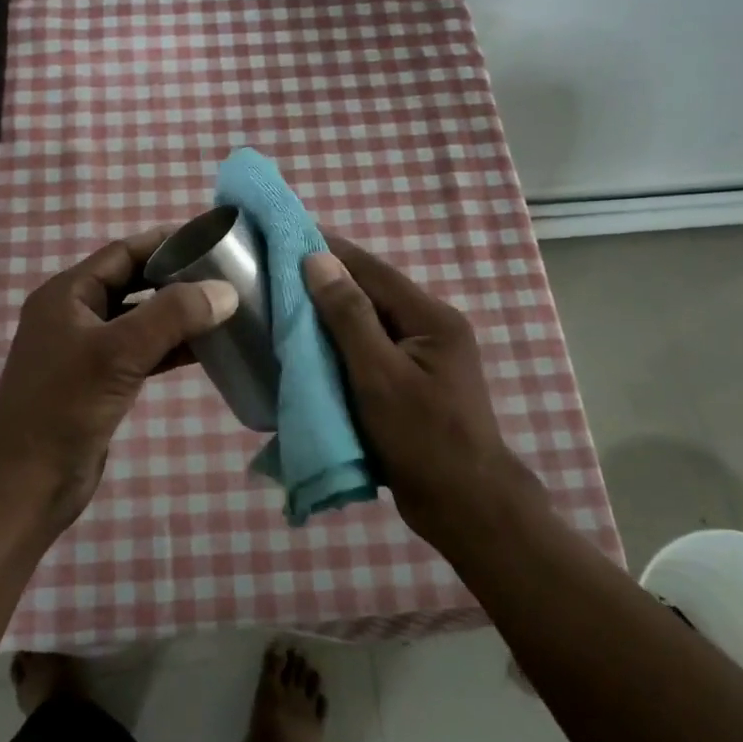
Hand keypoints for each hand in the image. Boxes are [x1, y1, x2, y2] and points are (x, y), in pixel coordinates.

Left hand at [0, 229, 237, 532]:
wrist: (24, 487)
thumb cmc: (63, 408)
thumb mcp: (118, 353)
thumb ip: (172, 316)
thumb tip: (226, 290)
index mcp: (67, 295)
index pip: (123, 253)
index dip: (166, 243)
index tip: (212, 240)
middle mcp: (75, 315)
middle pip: (133, 283)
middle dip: (176, 278)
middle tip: (226, 275)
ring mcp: (87, 351)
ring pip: (140, 319)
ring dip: (178, 315)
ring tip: (225, 309)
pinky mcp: (100, 383)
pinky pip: (142, 352)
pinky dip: (171, 347)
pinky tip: (206, 349)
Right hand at [303, 237, 522, 544]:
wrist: (465, 508)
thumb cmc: (422, 437)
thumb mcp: (379, 374)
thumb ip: (349, 316)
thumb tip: (318, 260)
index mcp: (431, 318)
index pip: (372, 269)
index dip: (330, 250)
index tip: (288, 234)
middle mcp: (430, 329)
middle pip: (371, 294)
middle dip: (326, 283)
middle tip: (277, 274)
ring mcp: (423, 358)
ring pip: (369, 324)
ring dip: (331, 316)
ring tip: (285, 306)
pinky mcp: (412, 384)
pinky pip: (370, 353)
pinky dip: (341, 347)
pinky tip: (310, 349)